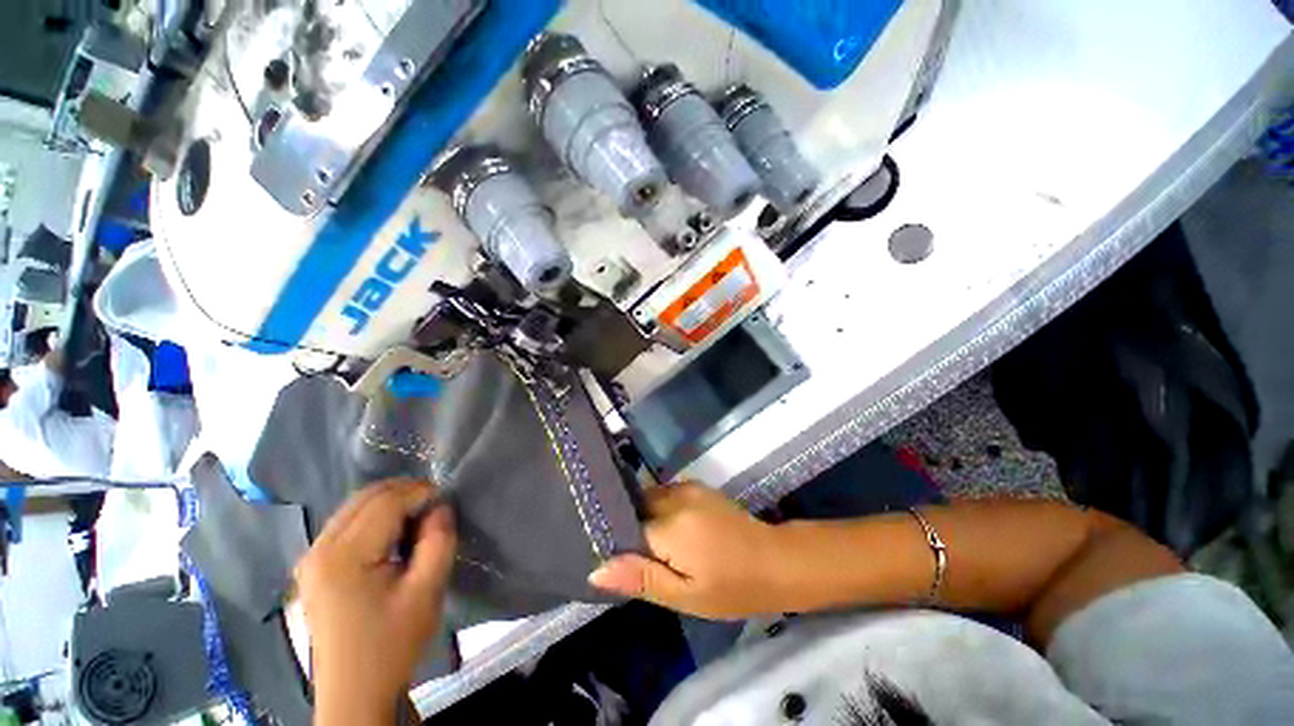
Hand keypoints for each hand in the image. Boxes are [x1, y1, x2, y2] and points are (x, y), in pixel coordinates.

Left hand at [296, 479, 455, 723]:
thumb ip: (438, 541)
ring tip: (418, 519)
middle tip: (435, 507)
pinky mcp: (313, 567)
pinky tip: (393, 535)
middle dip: (406, 492)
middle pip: (366, 497)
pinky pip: (347, 522)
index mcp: (344, 557)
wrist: (354, 691)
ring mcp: (311, 557)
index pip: (386, 502)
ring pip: (355, 506)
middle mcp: (319, 549)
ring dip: (390, 502)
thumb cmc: (392, 643)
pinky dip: (375, 516)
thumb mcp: (426, 592)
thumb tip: (440, 507)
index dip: (421, 493)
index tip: (446, 502)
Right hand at [589, 482, 787, 618]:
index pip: (625, 527)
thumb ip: (641, 578)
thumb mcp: (685, 596)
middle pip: (636, 507)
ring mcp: (688, 487)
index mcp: (670, 527)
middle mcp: (675, 497)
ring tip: (652, 546)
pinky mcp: (697, 486)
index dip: (617, 543)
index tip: (613, 560)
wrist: (775, 560)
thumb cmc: (732, 587)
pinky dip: (660, 509)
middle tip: (635, 556)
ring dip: (646, 518)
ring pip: (650, 498)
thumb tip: (597, 570)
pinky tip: (670, 531)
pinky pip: (666, 494)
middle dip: (631, 527)